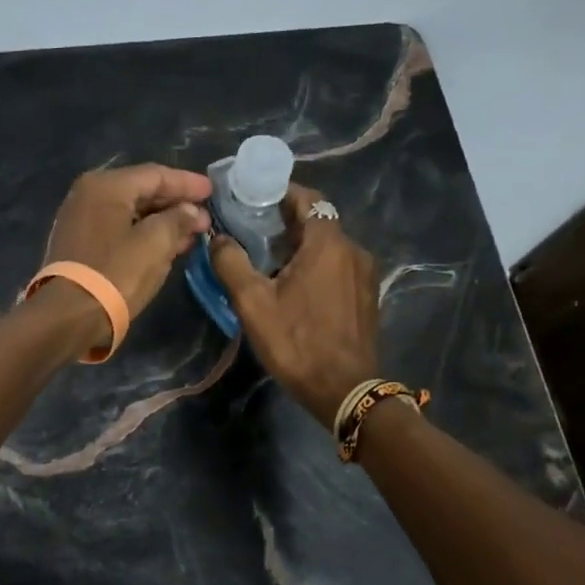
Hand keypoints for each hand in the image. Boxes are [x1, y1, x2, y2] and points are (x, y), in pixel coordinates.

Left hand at [39, 163, 212, 347]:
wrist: (68, 316)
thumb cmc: (115, 273)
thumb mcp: (155, 244)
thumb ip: (177, 220)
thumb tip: (190, 211)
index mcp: (106, 186)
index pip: (155, 174)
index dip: (187, 183)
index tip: (212, 191)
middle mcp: (89, 194)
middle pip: (141, 191)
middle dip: (176, 204)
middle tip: (205, 218)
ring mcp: (81, 219)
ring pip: (131, 213)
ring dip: (162, 222)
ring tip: (191, 234)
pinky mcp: (79, 244)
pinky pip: (119, 230)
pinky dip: (144, 234)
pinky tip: (166, 247)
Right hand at [211, 183, 379, 422]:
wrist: (346, 391)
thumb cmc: (297, 342)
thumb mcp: (252, 303)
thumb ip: (231, 263)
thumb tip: (217, 238)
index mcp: (328, 243)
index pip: (308, 198)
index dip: (281, 193)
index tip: (254, 199)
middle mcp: (354, 249)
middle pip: (318, 221)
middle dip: (286, 221)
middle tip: (253, 232)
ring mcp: (365, 274)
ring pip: (329, 246)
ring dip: (301, 246)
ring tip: (269, 261)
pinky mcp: (367, 296)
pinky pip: (339, 266)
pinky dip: (317, 265)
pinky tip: (295, 286)